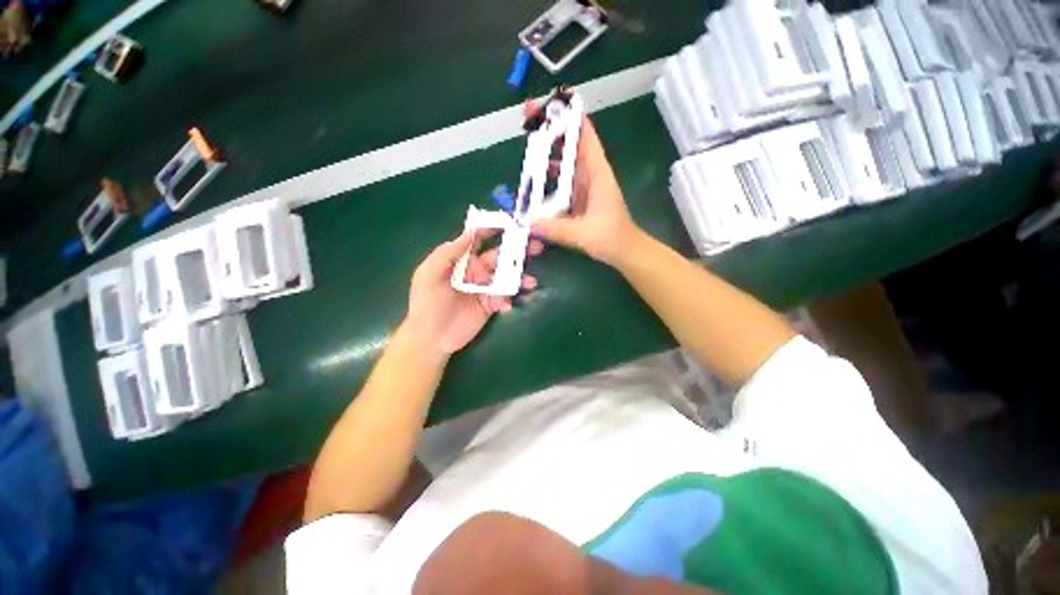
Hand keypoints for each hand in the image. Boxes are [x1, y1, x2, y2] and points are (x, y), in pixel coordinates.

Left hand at [404, 232, 541, 356]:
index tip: (509, 223)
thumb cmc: (426, 303)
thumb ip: (447, 253)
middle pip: (499, 257)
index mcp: (460, 261)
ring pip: (506, 278)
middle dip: (517, 251)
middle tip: (536, 247)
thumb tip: (468, 233)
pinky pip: (505, 298)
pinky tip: (507, 306)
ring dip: (520, 278)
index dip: (492, 230)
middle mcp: (475, 271)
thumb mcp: (428, 275)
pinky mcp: (491, 305)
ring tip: (531, 282)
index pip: (477, 240)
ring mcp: (485, 289)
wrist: (431, 338)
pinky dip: (510, 300)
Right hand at [526, 102, 641, 266]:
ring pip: (566, 159)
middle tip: (529, 115)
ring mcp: (585, 185)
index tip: (553, 101)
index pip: (585, 137)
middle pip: (572, 142)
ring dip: (549, 149)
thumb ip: (556, 229)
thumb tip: (528, 223)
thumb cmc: (611, 238)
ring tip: (528, 141)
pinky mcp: (579, 196)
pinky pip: (562, 178)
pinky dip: (549, 174)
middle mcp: (591, 174)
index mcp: (597, 174)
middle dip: (552, 127)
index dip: (571, 117)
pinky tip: (535, 178)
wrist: (624, 250)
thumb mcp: (583, 234)